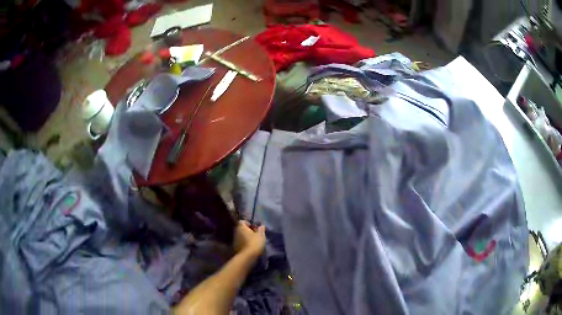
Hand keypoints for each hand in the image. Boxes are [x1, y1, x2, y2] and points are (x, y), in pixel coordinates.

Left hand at [233, 221, 265, 257]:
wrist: (247, 256)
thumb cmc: (254, 243)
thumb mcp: (261, 235)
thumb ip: (261, 229)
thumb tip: (261, 225)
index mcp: (241, 227)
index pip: (242, 221)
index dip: (248, 223)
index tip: (254, 228)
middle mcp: (236, 232)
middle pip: (241, 229)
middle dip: (247, 231)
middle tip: (255, 234)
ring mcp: (234, 240)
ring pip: (241, 236)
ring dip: (246, 237)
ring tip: (253, 241)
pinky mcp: (235, 247)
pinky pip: (240, 242)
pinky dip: (244, 243)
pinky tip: (250, 246)